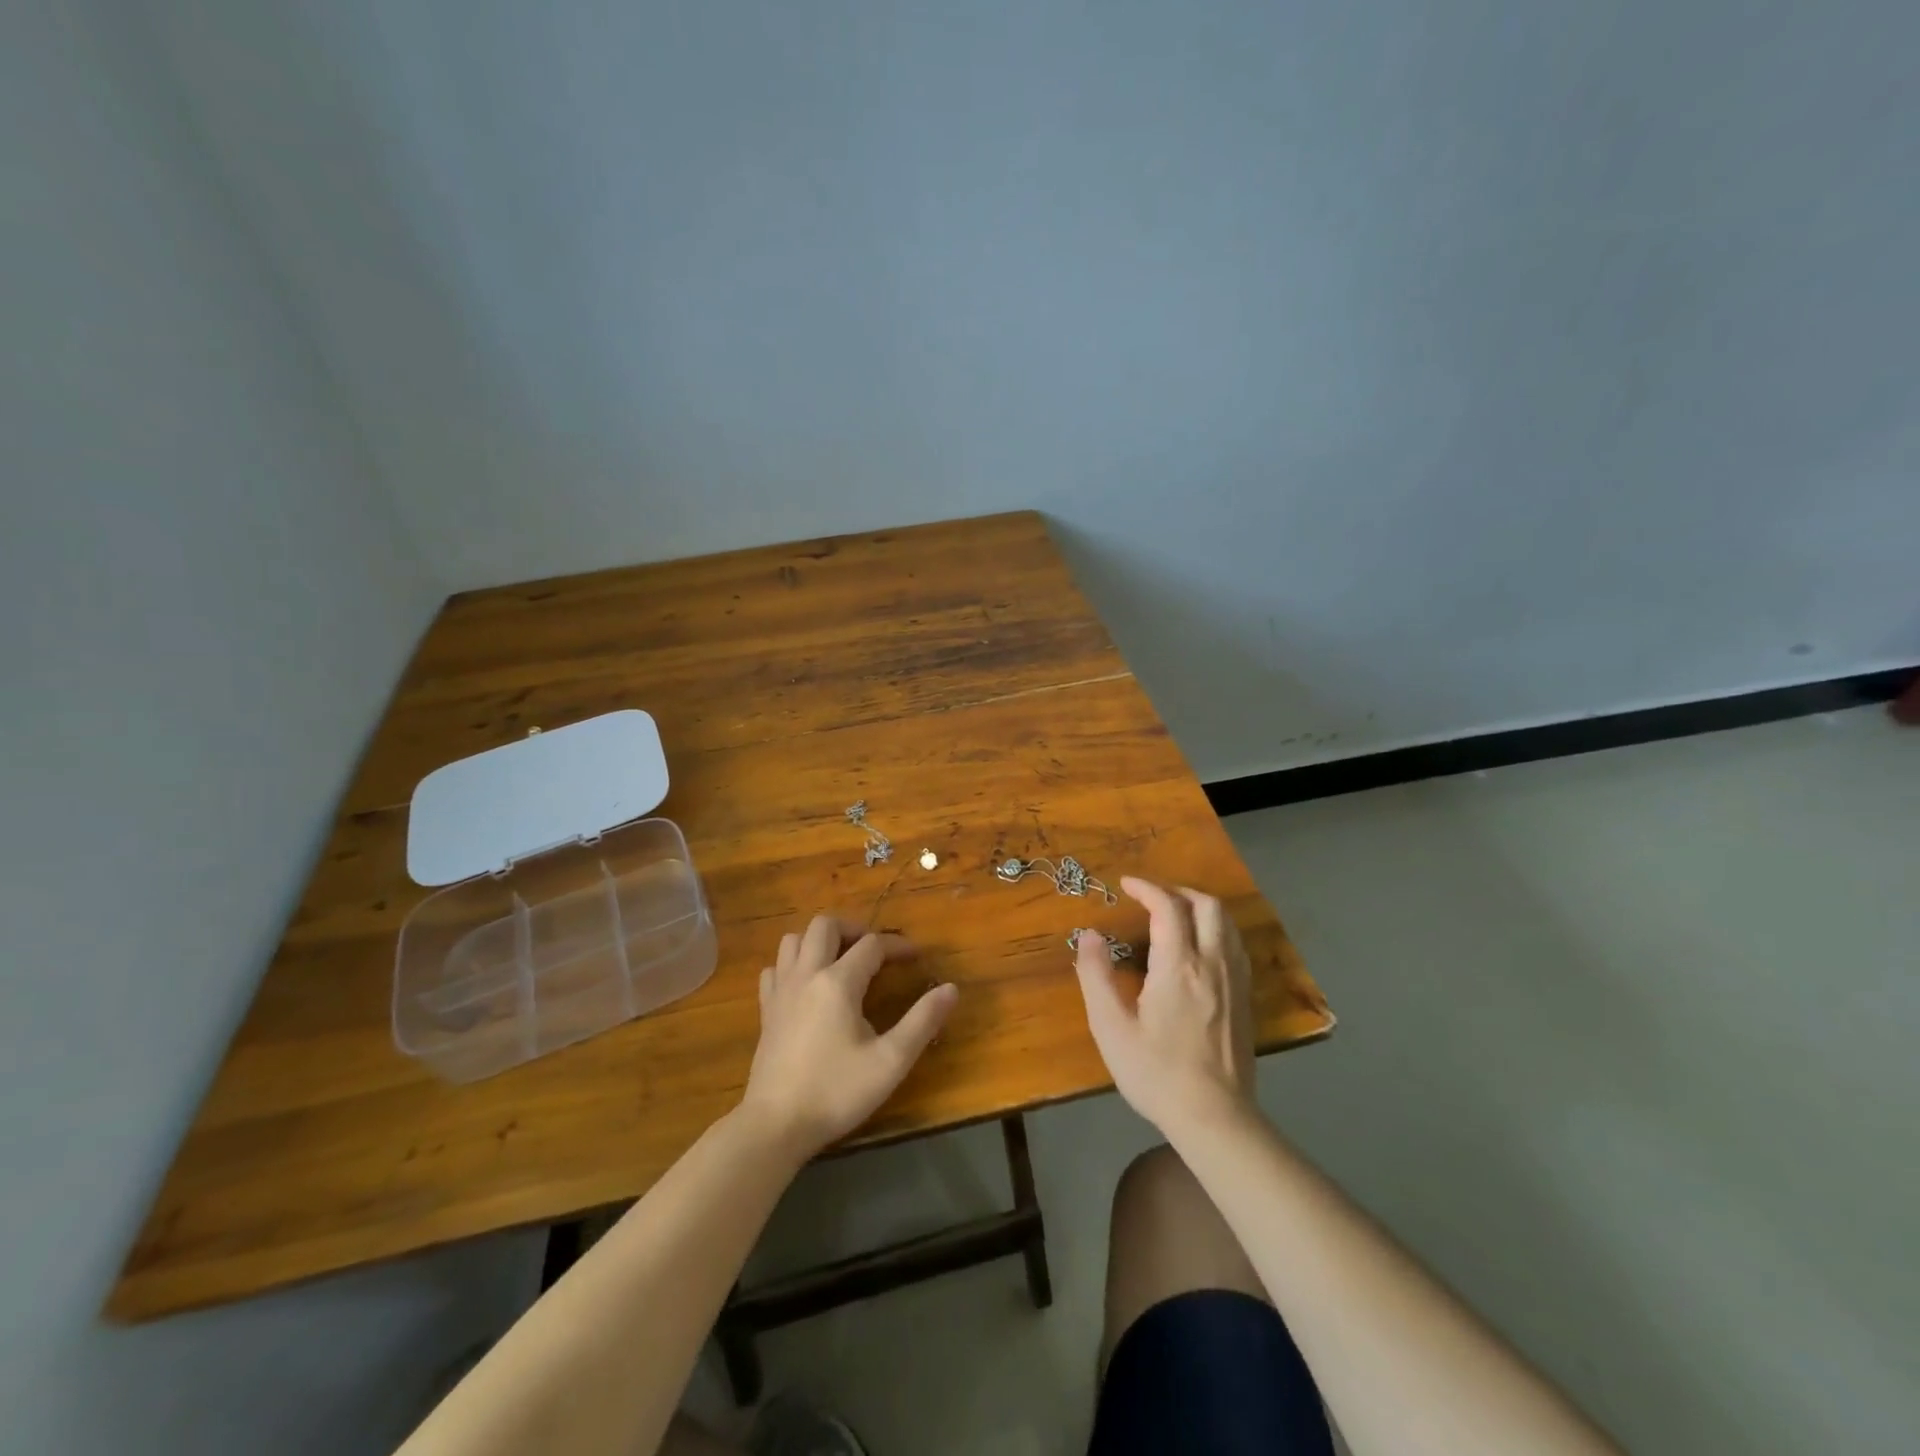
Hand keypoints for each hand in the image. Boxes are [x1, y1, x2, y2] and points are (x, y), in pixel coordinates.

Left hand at [738, 915, 958, 1159]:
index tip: (916, 957)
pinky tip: (806, 984)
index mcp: (838, 982)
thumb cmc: (836, 1092)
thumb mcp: (890, 1061)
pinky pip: (775, 968)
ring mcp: (781, 990)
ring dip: (819, 941)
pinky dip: (792, 964)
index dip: (897, 946)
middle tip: (874, 952)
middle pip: (825, 925)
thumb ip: (922, 1021)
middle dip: (853, 929)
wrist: (775, 1125)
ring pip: (794, 939)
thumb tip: (951, 989)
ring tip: (841, 960)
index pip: (872, 945)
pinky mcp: (766, 1010)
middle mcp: (807, 975)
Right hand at [1074, 877, 1256, 1137]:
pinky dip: (1217, 930)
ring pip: (1227, 923)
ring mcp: (1235, 981)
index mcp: (1179, 967)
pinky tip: (1201, 947)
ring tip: (1175, 915)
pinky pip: (1236, 946)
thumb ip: (1096, 976)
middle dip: (1178, 891)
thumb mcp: (1111, 1028)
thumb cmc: (1156, 1073)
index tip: (1125, 885)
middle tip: (1151, 898)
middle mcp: (1213, 964)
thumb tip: (1088, 935)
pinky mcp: (1245, 999)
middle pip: (1207, 905)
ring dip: (1201, 907)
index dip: (1146, 888)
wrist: (1215, 1118)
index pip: (1168, 907)